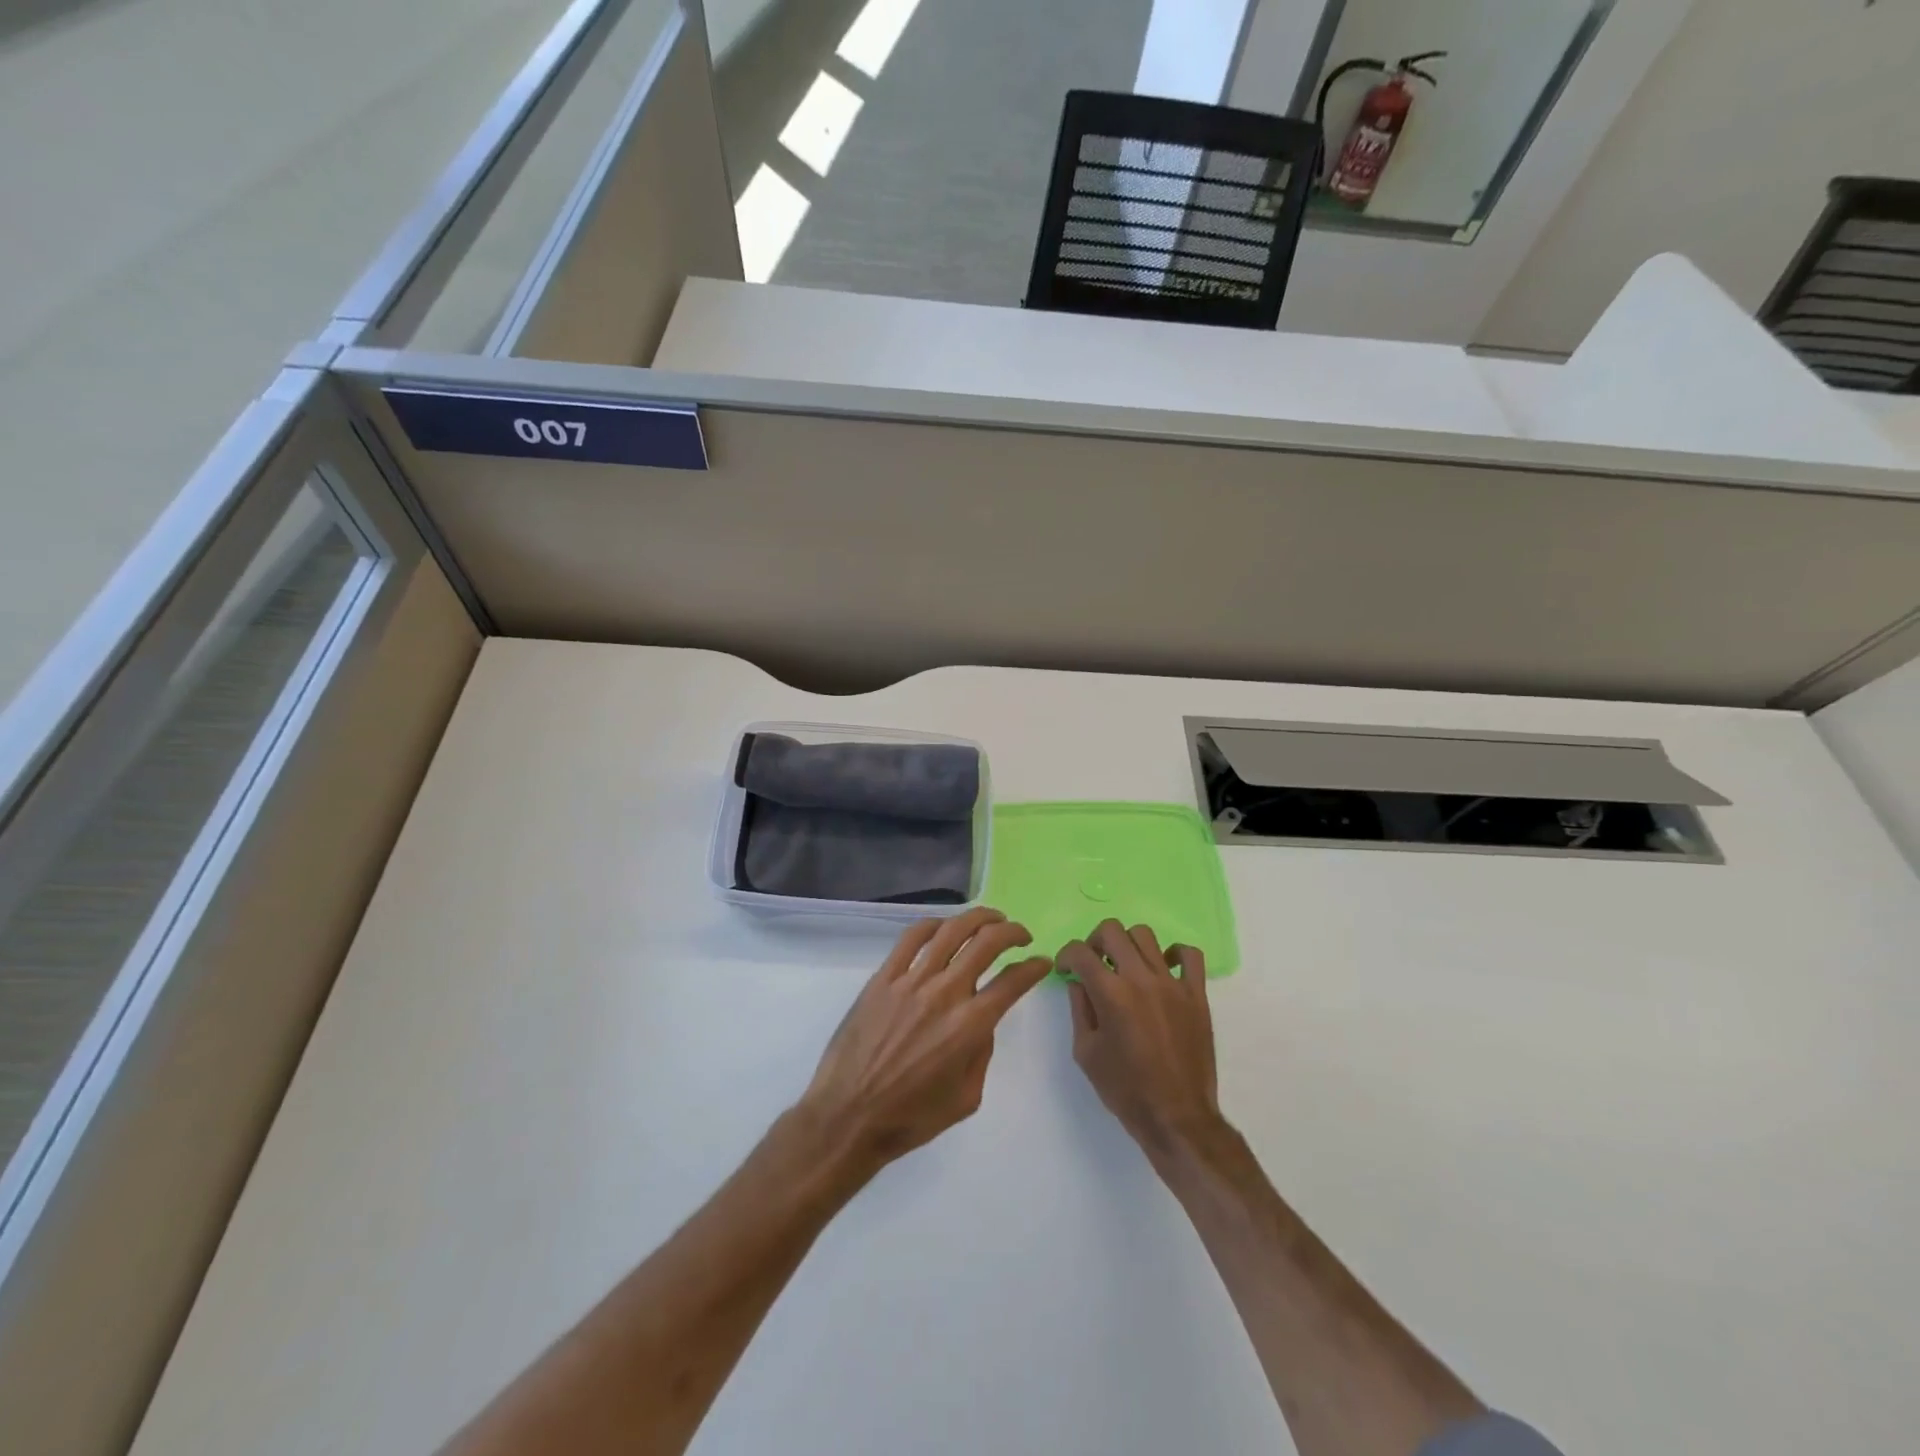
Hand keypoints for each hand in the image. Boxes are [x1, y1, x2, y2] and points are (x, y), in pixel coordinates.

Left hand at [800, 908, 1052, 1174]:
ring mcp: (911, 981)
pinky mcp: (883, 977)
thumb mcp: (966, 1098)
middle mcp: (945, 993)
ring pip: (951, 931)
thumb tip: (981, 1021)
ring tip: (991, 918)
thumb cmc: (911, 1117)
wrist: (849, 1115)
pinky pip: (911, 938)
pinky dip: (933, 924)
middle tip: (1020, 935)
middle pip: (987, 943)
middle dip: (1012, 932)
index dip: (1034, 967)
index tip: (1042, 962)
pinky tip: (944, 926)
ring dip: (978, 918)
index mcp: (970, 1026)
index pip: (1013, 981)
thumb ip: (982, 1053)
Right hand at [1058, 920, 1221, 1162]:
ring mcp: (1172, 983)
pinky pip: (1189, 955)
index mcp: (1110, 993)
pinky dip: (1174, 954)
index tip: (1066, 970)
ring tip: (1126, 966)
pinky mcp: (1196, 994)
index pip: (1080, 951)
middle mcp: (1140, 978)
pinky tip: (1164, 969)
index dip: (1066, 956)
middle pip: (1112, 930)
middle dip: (1094, 942)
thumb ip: (1080, 1009)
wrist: (1176, 1117)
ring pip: (1146, 935)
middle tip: (1094, 964)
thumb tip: (1079, 982)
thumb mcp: (1086, 1052)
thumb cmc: (1125, 1089)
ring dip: (1128, 945)